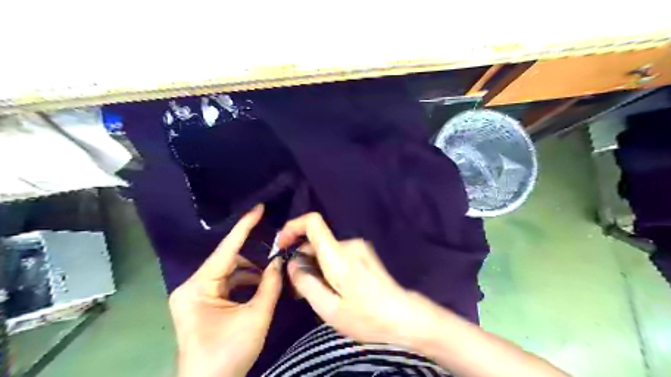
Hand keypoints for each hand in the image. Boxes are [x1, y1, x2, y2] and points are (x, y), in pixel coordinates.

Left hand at [171, 204, 282, 376]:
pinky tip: (261, 287)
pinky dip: (245, 283)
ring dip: (252, 273)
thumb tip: (279, 261)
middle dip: (254, 259)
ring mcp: (196, 295)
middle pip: (229, 261)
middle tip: (278, 253)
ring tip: (272, 277)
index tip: (259, 208)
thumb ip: (270, 285)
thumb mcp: (256, 317)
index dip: (245, 227)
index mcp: (198, 287)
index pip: (226, 249)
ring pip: (229, 272)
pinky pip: (227, 284)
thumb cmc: (228, 354)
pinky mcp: (202, 304)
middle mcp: (192, 286)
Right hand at [275, 214, 437, 345]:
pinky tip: (331, 290)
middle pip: (317, 241)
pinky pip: (338, 255)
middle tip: (297, 287)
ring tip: (316, 294)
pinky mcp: (365, 255)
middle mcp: (349, 245)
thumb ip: (306, 283)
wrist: (404, 317)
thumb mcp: (329, 309)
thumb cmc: (367, 317)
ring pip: (326, 250)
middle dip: (302, 258)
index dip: (293, 227)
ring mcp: (359, 248)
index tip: (282, 245)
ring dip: (315, 266)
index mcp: (338, 255)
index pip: (313, 222)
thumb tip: (292, 264)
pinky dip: (328, 267)